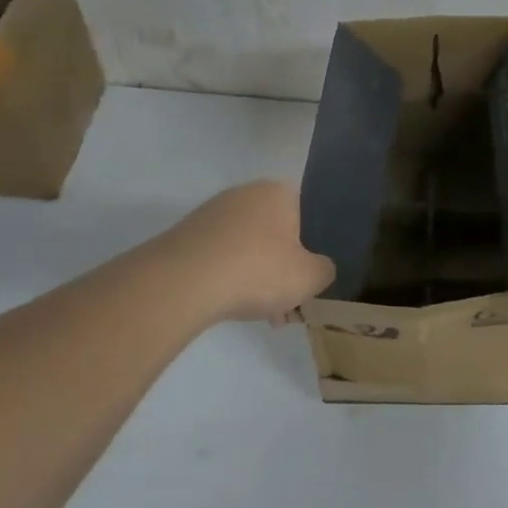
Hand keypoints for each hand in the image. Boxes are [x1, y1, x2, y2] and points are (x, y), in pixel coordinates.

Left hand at [158, 181, 334, 324]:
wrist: (182, 282)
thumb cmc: (257, 270)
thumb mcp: (309, 277)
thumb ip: (324, 270)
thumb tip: (319, 268)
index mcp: (278, 192)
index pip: (306, 215)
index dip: (311, 250)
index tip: (308, 281)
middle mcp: (245, 193)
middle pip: (275, 235)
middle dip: (282, 270)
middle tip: (287, 305)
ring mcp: (212, 213)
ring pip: (247, 248)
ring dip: (257, 279)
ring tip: (261, 315)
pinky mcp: (186, 236)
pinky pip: (220, 257)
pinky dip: (229, 279)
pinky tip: (231, 306)